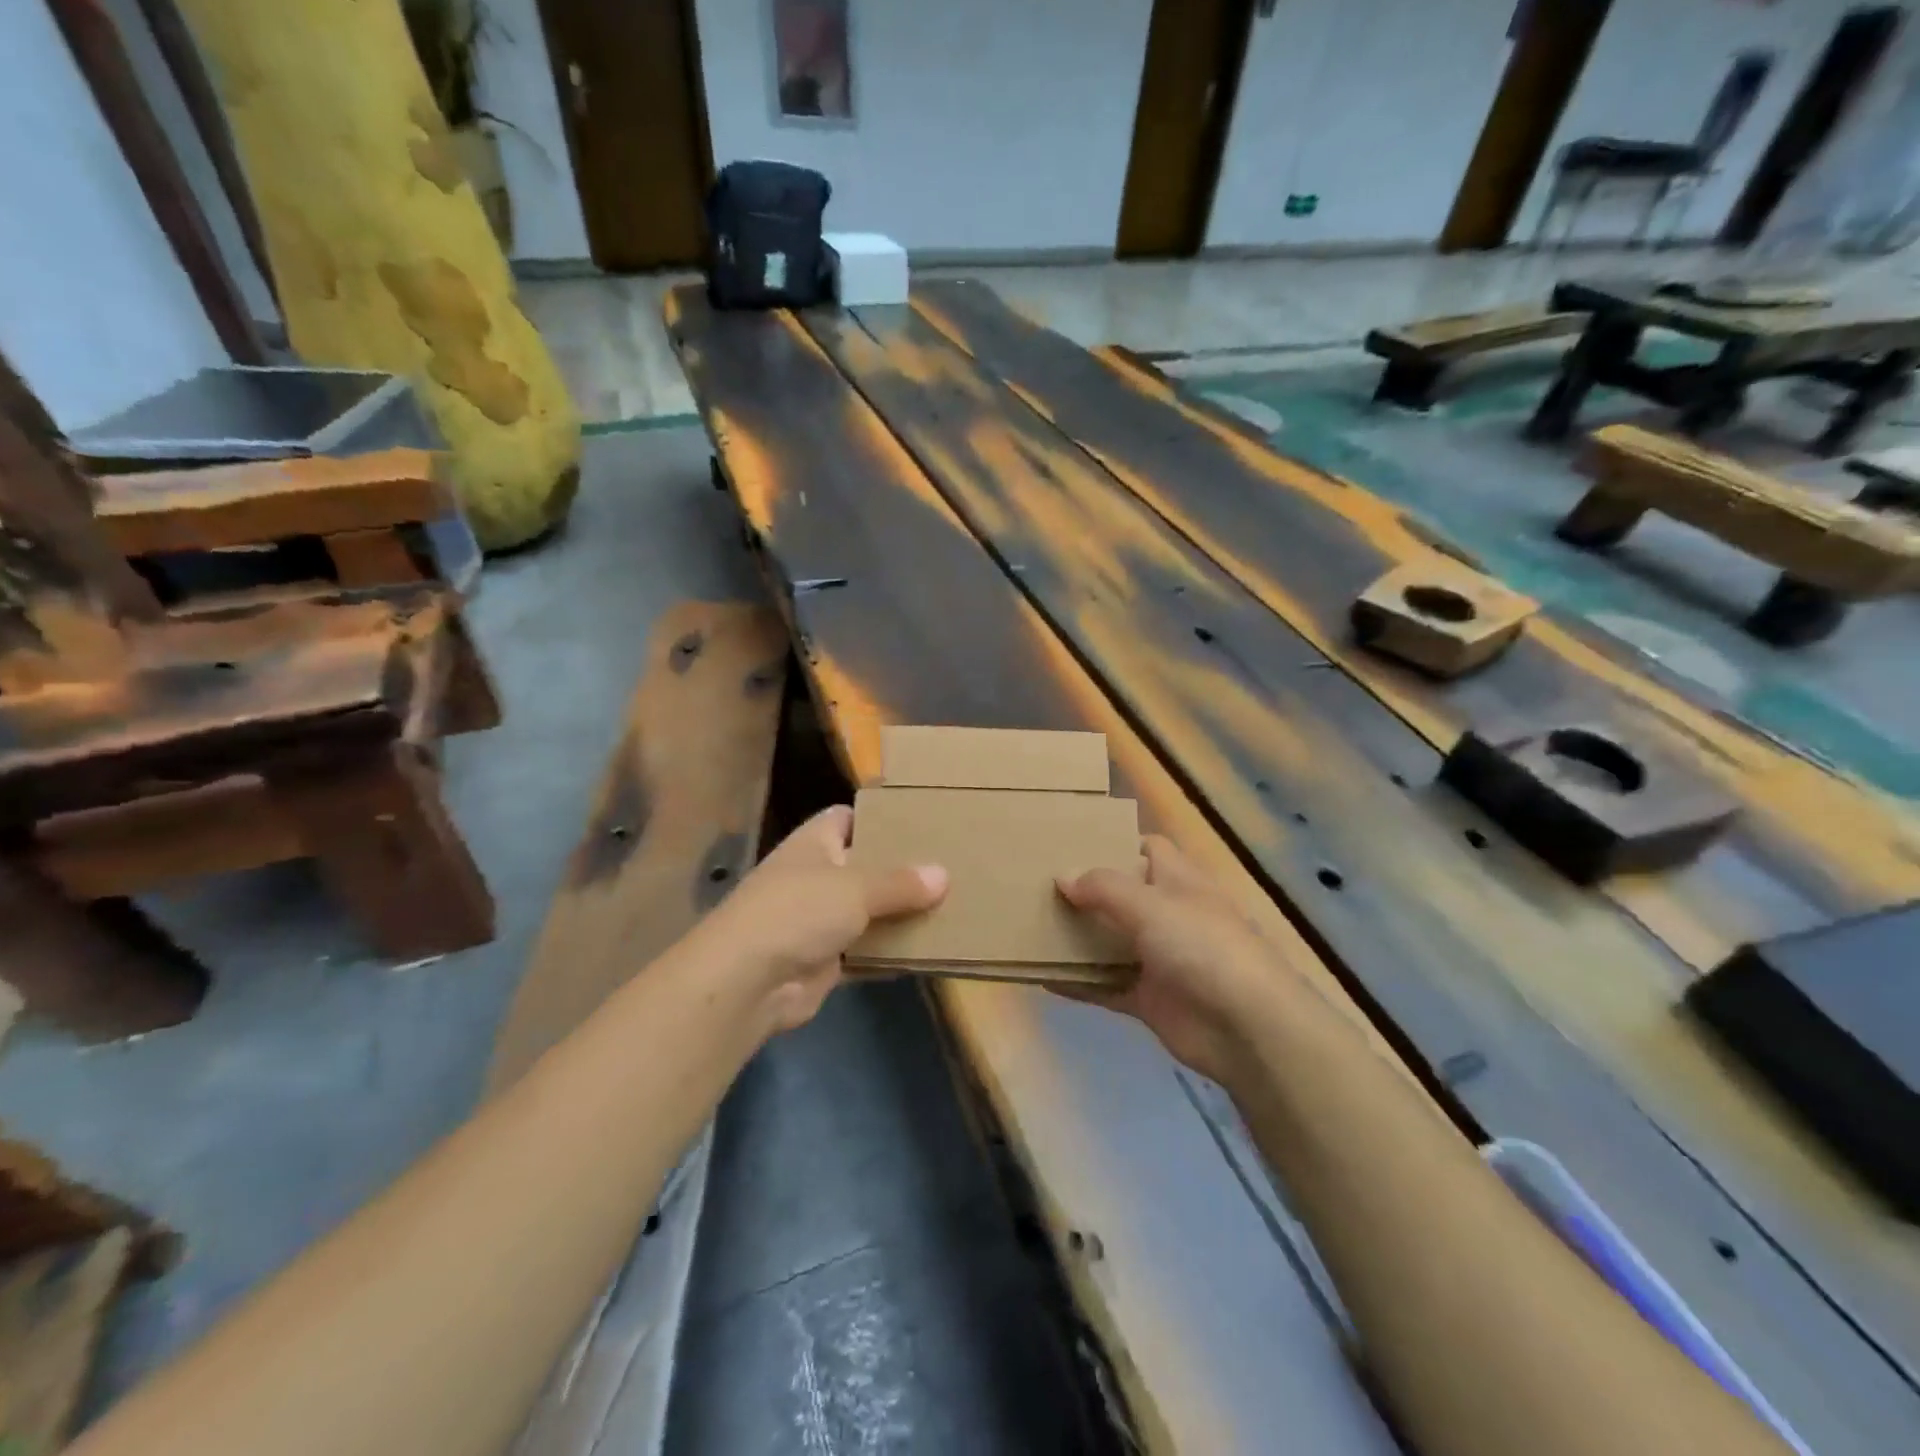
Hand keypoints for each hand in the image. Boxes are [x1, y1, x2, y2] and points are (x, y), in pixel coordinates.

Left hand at [689, 805, 946, 1036]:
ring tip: (952, 905)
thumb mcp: (856, 888)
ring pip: (869, 911)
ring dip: (900, 914)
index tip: (922, 821)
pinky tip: (930, 949)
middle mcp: (816, 876)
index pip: (847, 818)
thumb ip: (901, 883)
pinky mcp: (825, 960)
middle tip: (951, 865)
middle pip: (865, 866)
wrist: (747, 981)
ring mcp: (818, 920)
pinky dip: (892, 953)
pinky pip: (867, 951)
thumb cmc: (799, 911)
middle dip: (902, 869)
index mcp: (815, 843)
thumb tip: (943, 875)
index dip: (880, 818)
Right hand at [1057, 836, 1288, 1086]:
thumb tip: (1062, 876)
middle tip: (1036, 883)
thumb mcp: (1151, 904)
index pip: (1148, 849)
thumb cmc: (1203, 946)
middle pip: (1121, 895)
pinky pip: (1105, 985)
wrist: (1247, 1028)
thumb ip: (1104, 888)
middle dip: (1084, 891)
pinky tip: (1042, 976)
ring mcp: (1159, 958)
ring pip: (1110, 941)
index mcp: (1178, 881)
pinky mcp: (1149, 998)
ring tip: (1028, 924)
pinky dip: (1079, 982)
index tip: (1070, 843)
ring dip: (1076, 937)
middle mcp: (1168, 915)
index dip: (1115, 843)